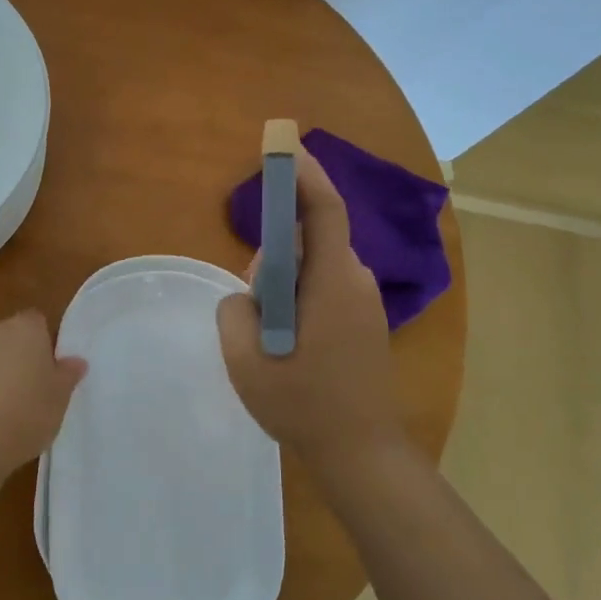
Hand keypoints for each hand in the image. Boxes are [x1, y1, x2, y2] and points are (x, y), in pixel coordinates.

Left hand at [0, 310, 86, 484]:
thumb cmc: (25, 415)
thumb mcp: (60, 398)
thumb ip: (68, 375)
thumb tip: (75, 361)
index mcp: (25, 329)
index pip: (38, 321)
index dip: (44, 343)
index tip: (50, 370)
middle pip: (10, 336)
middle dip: (19, 357)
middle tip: (32, 391)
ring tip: (4, 410)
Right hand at [217, 146, 404, 474]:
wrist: (362, 453)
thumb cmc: (304, 404)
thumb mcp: (246, 359)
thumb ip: (234, 311)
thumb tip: (247, 296)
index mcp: (331, 281)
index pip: (322, 209)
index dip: (302, 175)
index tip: (283, 147)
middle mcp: (356, 280)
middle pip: (311, 240)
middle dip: (275, 254)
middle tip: (253, 304)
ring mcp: (366, 302)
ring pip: (316, 267)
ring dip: (285, 283)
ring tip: (268, 336)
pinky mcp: (366, 321)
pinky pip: (326, 288)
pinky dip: (299, 298)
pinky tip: (288, 342)